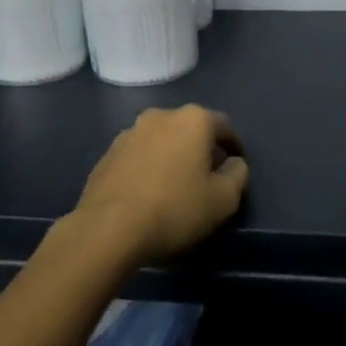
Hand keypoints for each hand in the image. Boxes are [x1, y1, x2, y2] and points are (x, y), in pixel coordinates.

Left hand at [69, 105, 248, 263]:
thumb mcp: (223, 199)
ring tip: (175, 185)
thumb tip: (234, 163)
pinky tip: (148, 192)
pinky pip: (138, 155)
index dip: (233, 146)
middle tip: (207, 176)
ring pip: (161, 140)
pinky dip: (148, 166)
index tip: (235, 167)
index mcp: (192, 119)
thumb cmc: (175, 209)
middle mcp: (160, 116)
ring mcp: (129, 133)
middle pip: (190, 129)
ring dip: (172, 155)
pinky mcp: (107, 154)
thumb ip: (238, 174)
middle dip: (201, 148)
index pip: (223, 126)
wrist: (108, 229)